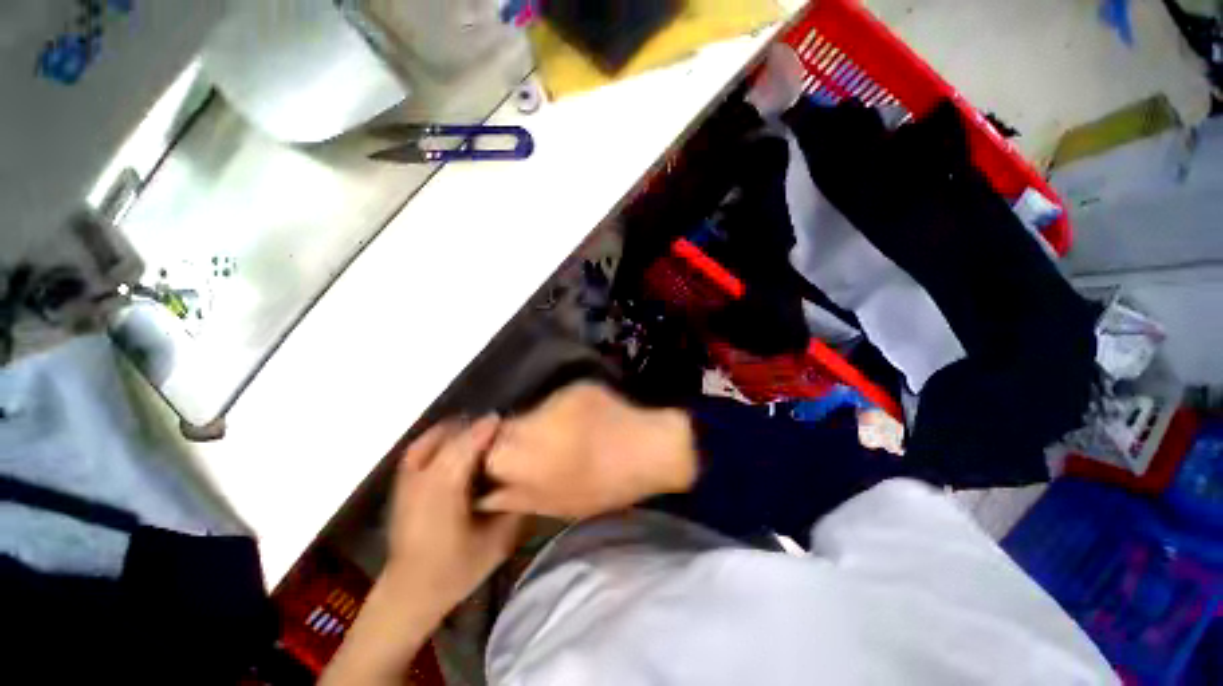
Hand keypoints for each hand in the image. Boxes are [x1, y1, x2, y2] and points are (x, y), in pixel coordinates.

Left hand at [323, 417, 522, 685]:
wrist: (410, 591)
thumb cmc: (457, 568)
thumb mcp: (498, 540)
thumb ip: (515, 504)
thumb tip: (531, 473)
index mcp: (445, 492)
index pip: (468, 446)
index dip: (489, 429)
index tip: (510, 423)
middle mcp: (422, 479)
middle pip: (451, 437)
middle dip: (477, 428)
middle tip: (501, 431)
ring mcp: (407, 480)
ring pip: (434, 438)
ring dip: (460, 431)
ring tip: (482, 433)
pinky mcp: (401, 484)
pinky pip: (421, 447)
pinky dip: (440, 438)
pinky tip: (456, 443)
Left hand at [478, 384, 697, 519]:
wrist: (651, 454)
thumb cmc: (612, 416)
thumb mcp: (574, 396)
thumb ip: (540, 408)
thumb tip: (526, 418)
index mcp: (527, 446)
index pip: (487, 445)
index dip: (487, 432)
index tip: (495, 421)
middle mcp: (527, 481)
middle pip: (488, 476)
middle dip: (488, 458)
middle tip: (501, 440)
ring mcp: (545, 503)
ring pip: (503, 498)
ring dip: (501, 479)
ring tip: (514, 460)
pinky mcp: (564, 513)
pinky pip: (529, 506)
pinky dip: (524, 490)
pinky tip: (541, 475)